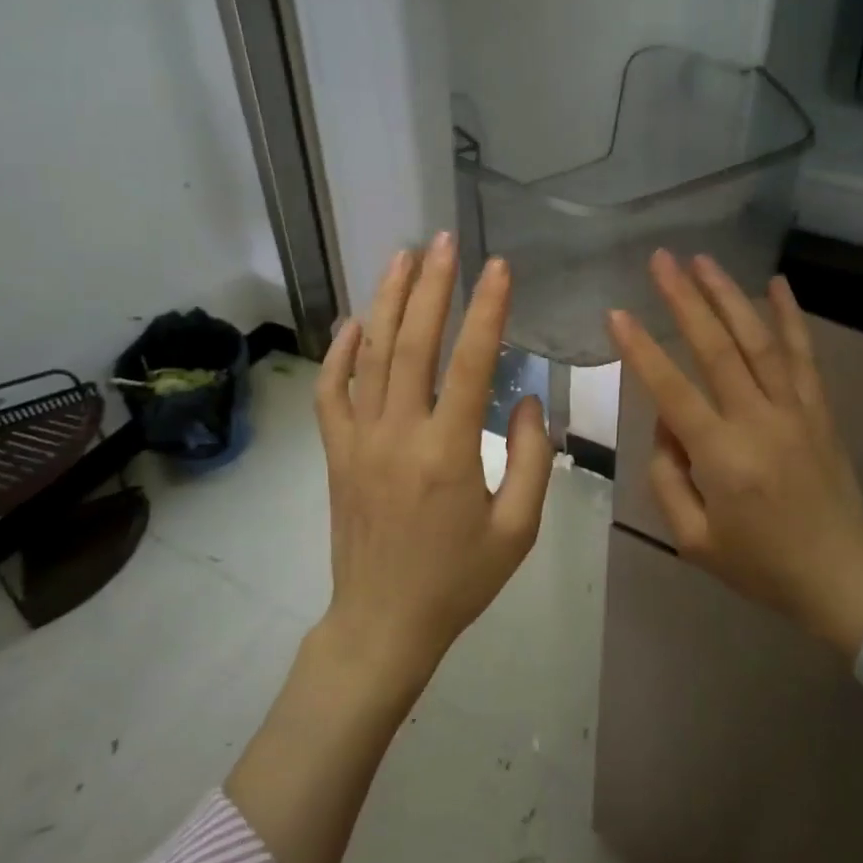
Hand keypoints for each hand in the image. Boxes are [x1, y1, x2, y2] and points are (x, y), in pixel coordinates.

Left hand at [314, 233, 555, 691]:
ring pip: (370, 356)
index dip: (487, 310)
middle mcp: (398, 434)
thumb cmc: (459, 580)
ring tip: (402, 256)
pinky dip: (339, 352)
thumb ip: (531, 458)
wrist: (383, 623)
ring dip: (386, 301)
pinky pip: (331, 392)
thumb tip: (526, 397)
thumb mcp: (518, 529)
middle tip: (444, 240)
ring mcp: (359, 440)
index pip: (470, 363)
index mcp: (448, 452)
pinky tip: (354, 321)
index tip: (498, 266)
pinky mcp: (336, 453)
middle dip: (431, 285)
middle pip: (413, 343)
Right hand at [608, 251, 862, 653]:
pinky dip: (791, 316)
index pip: (672, 391)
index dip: (642, 349)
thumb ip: (667, 477)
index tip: (617, 312)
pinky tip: (777, 283)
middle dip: (685, 300)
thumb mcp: (693, 539)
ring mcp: (795, 410)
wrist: (843, 578)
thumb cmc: (760, 565)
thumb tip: (666, 422)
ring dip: (730, 296)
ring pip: (760, 340)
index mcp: (722, 457)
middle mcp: (758, 421)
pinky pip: (804, 355)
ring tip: (703, 260)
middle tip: (661, 259)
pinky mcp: (820, 410)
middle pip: (718, 348)